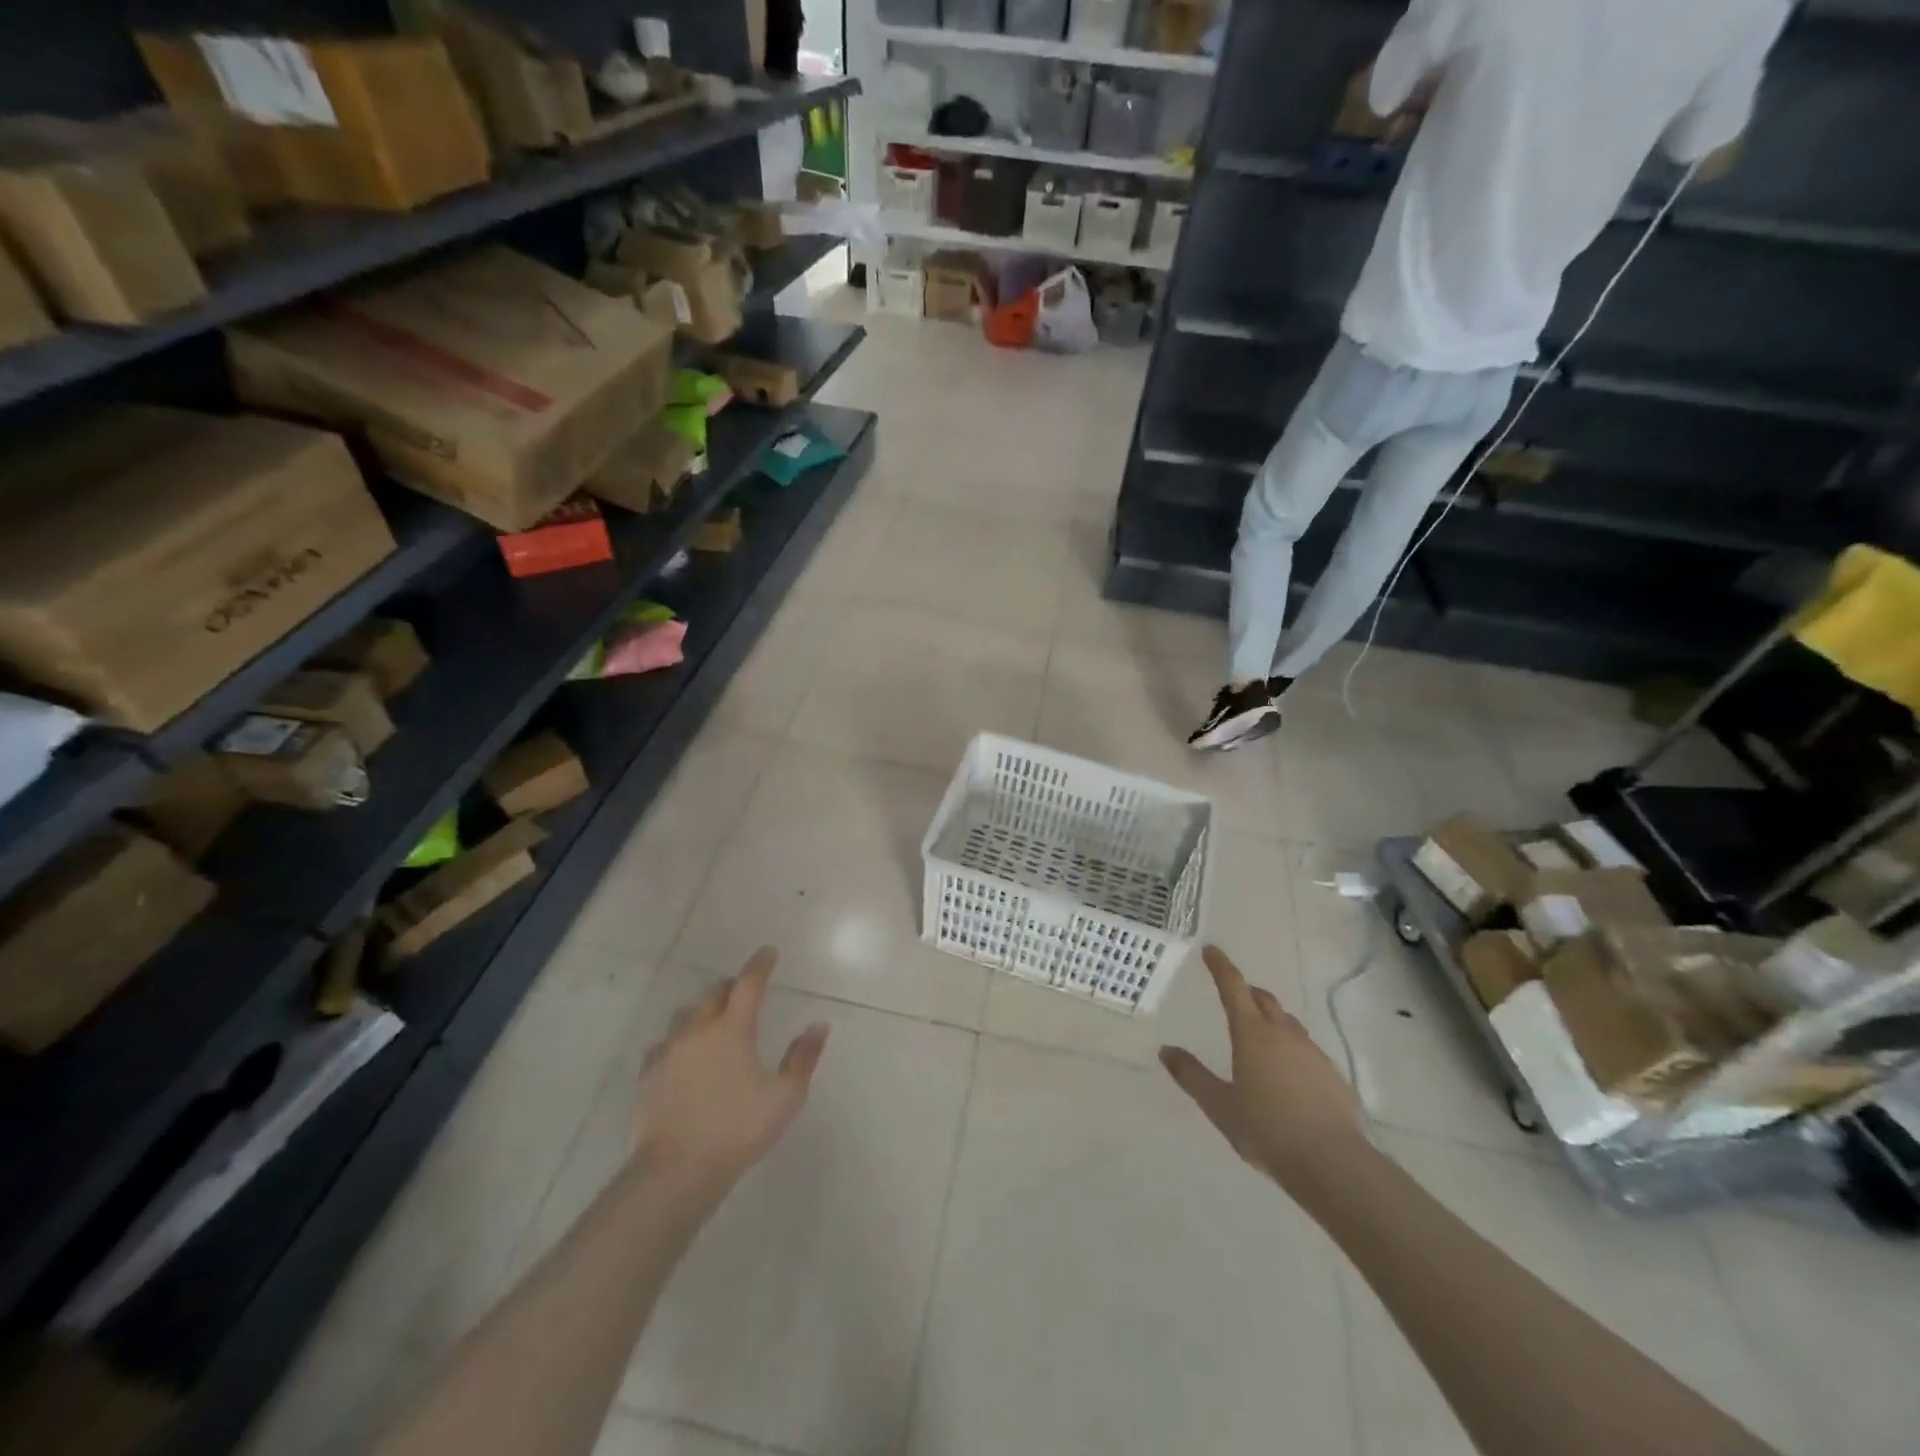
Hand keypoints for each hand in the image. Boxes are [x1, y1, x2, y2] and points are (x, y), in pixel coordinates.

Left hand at [632, 948, 828, 1197]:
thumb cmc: (737, 1130)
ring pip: (685, 1015)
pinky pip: (663, 1045)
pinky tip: (681, 1055)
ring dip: (702, 1011)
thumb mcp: (785, 1097)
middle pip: (713, 993)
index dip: (760, 965)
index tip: (768, 953)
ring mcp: (669, 1052)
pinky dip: (678, 1041)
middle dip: (731, 986)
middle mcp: (698, 1030)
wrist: (675, 1172)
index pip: (749, 984)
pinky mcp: (648, 1076)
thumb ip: (803, 1058)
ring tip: (713, 1021)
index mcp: (732, 1029)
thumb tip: (818, 1025)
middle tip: (743, 991)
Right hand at [1160, 946, 1365, 1193]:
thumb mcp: (1219, 1105)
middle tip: (1233, 995)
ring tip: (1258, 1037)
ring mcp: (1312, 1052)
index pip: (1233, 987)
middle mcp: (1283, 1033)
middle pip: (1264, 999)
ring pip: (1287, 1022)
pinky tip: (1287, 1075)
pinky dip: (1290, 1048)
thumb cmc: (1267, 1129)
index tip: (1211, 950)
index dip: (1221, 966)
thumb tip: (1166, 1050)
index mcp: (1252, 1033)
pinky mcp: (1332, 1075)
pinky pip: (1305, 1049)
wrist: (1333, 1163)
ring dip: (1270, 1019)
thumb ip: (1191, 1076)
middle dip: (1247, 992)